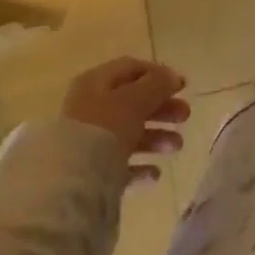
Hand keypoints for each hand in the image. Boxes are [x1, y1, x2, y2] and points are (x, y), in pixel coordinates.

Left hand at [62, 57, 190, 182]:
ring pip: (128, 134)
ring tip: (176, 147)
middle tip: (185, 116)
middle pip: (133, 102)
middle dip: (162, 109)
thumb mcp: (136, 99)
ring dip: (156, 137)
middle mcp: (90, 108)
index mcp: (96, 83)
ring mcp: (88, 142)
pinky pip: (119, 165)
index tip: (183, 87)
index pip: (131, 69)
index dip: (159, 74)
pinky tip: (155, 174)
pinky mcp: (89, 174)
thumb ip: (157, 84)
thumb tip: (173, 77)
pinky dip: (139, 166)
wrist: (69, 184)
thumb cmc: (105, 128)